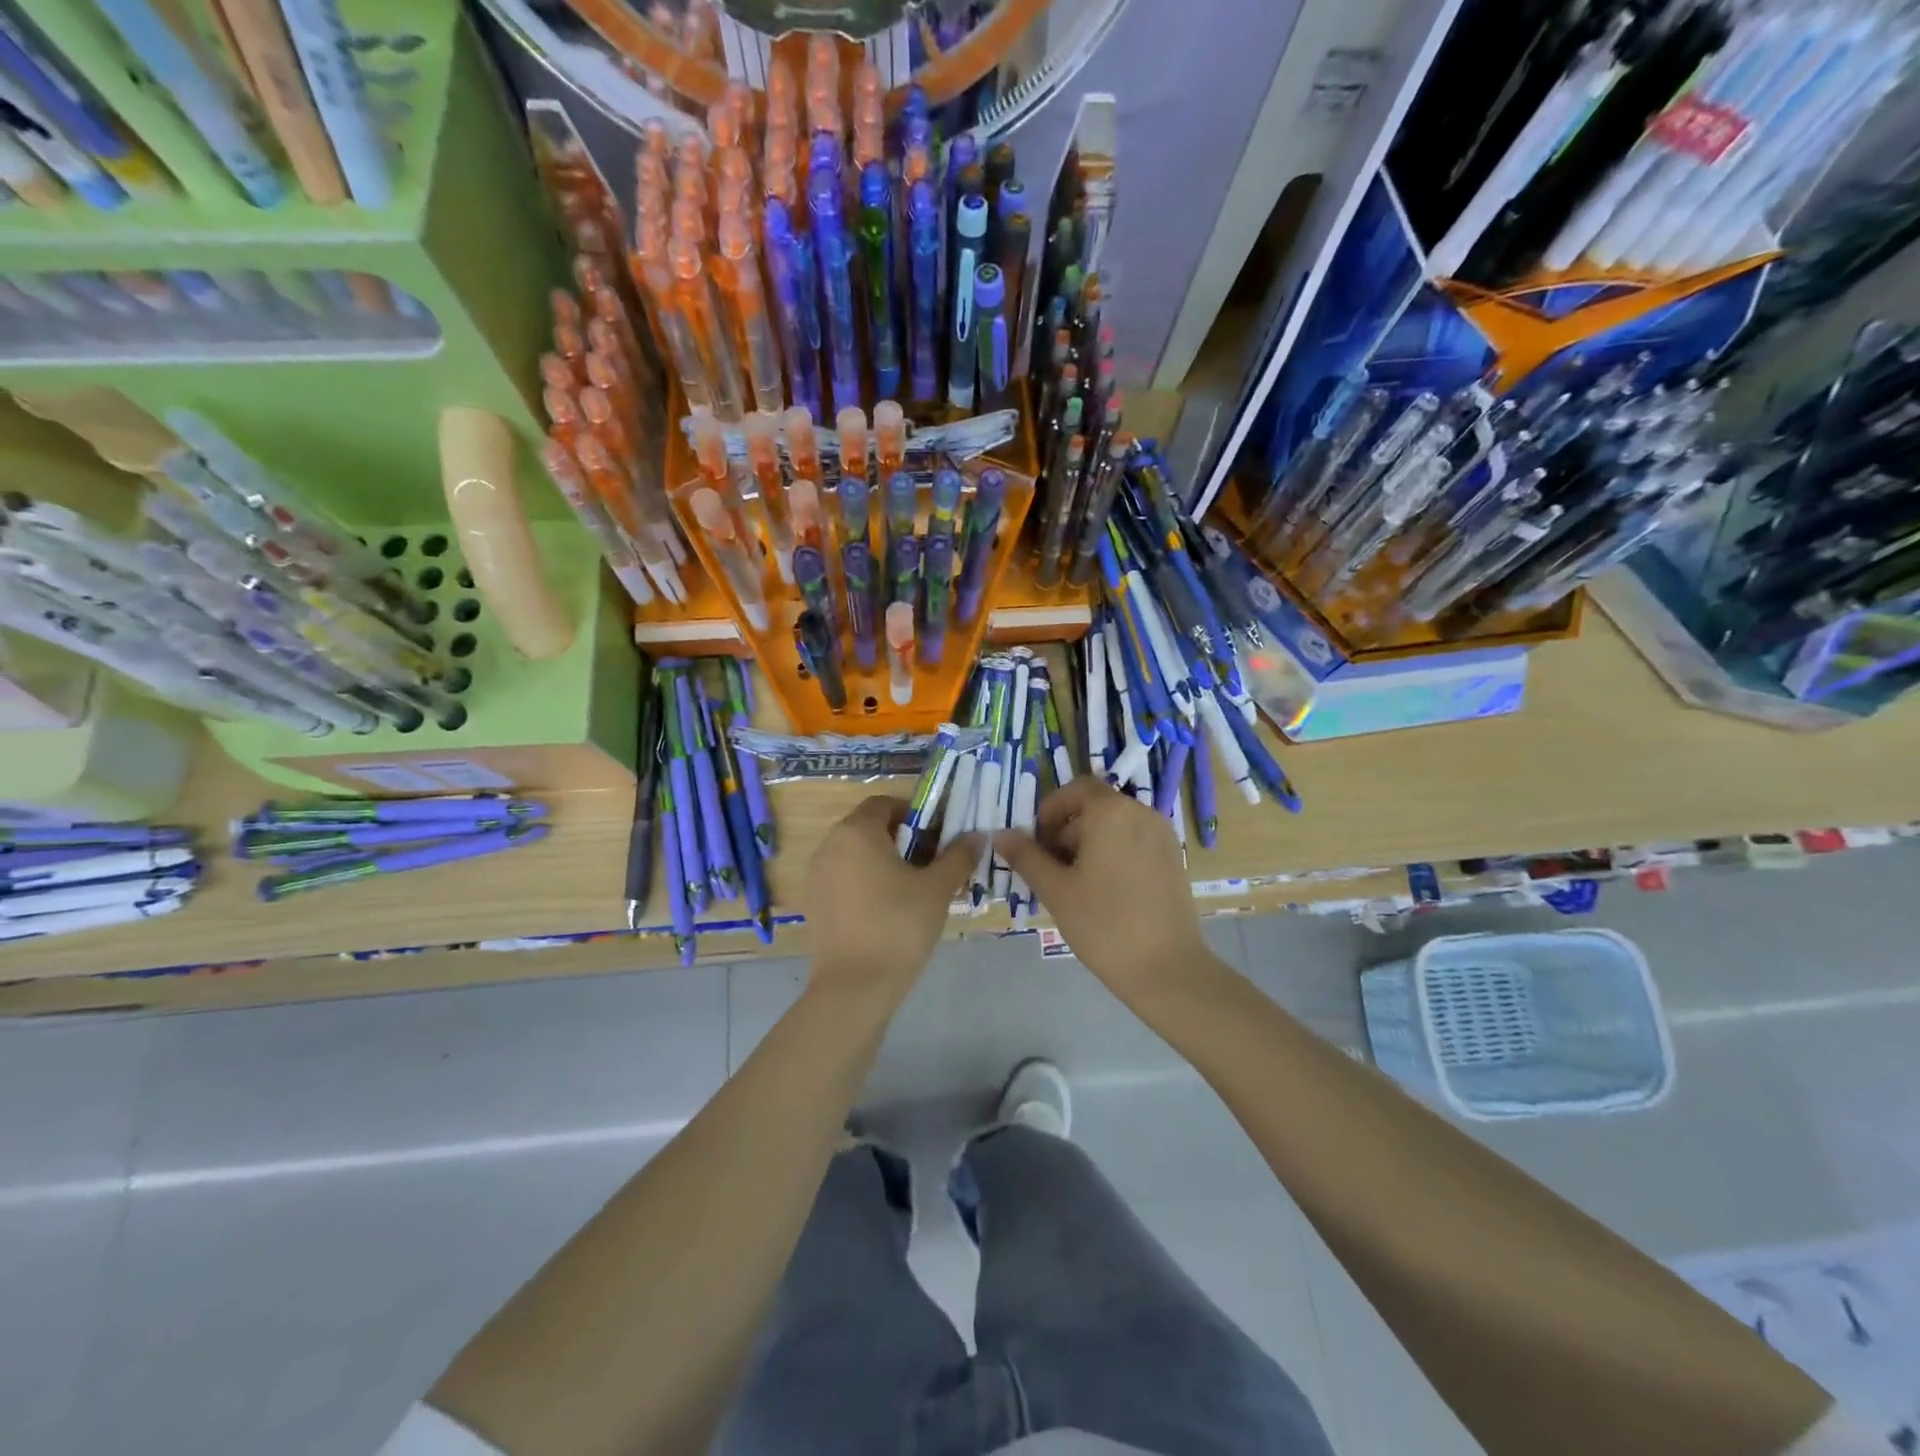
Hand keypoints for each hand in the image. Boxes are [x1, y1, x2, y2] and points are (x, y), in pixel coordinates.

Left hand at [804, 795, 979, 1003]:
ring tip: (912, 888)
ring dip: (883, 861)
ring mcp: (817, 875)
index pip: (885, 803)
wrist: (855, 985)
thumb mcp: (938, 888)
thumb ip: (958, 856)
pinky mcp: (814, 903)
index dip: (915, 813)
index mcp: (856, 831)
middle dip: (902, 838)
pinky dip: (865, 882)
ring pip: (855, 854)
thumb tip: (976, 835)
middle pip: (869, 828)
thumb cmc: (899, 925)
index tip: (938, 835)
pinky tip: (887, 910)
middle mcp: (830, 845)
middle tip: (931, 863)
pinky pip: (843, 878)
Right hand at [995, 777, 1226, 1005]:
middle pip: (1096, 807)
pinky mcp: (1173, 859)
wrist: (1167, 968)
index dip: (1051, 808)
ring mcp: (1162, 836)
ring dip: (1090, 843)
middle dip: (1067, 830)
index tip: (1036, 840)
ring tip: (1074, 884)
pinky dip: (1114, 853)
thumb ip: (1026, 857)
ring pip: (1116, 825)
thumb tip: (1001, 835)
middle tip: (1050, 868)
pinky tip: (1103, 891)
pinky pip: (1135, 841)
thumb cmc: (1104, 924)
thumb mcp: (1056, 890)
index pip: (1076, 788)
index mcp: (1112, 812)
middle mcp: (1141, 813)